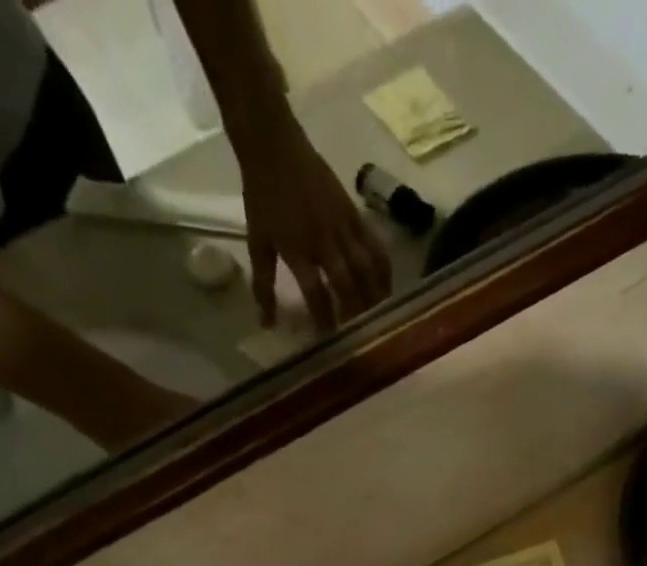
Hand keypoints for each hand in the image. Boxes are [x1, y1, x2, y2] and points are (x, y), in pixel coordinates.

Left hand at [231, 107, 391, 331]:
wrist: (274, 144)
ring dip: (375, 294)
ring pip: (366, 266)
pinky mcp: (354, 213)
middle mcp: (323, 240)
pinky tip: (389, 285)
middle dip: (356, 311)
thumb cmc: (262, 196)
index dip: (325, 318)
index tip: (331, 340)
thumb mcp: (257, 242)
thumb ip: (263, 285)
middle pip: (347, 283)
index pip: (315, 293)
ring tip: (383, 315)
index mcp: (297, 249)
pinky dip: (384, 267)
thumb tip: (267, 324)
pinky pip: (374, 244)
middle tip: (363, 333)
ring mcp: (342, 225)